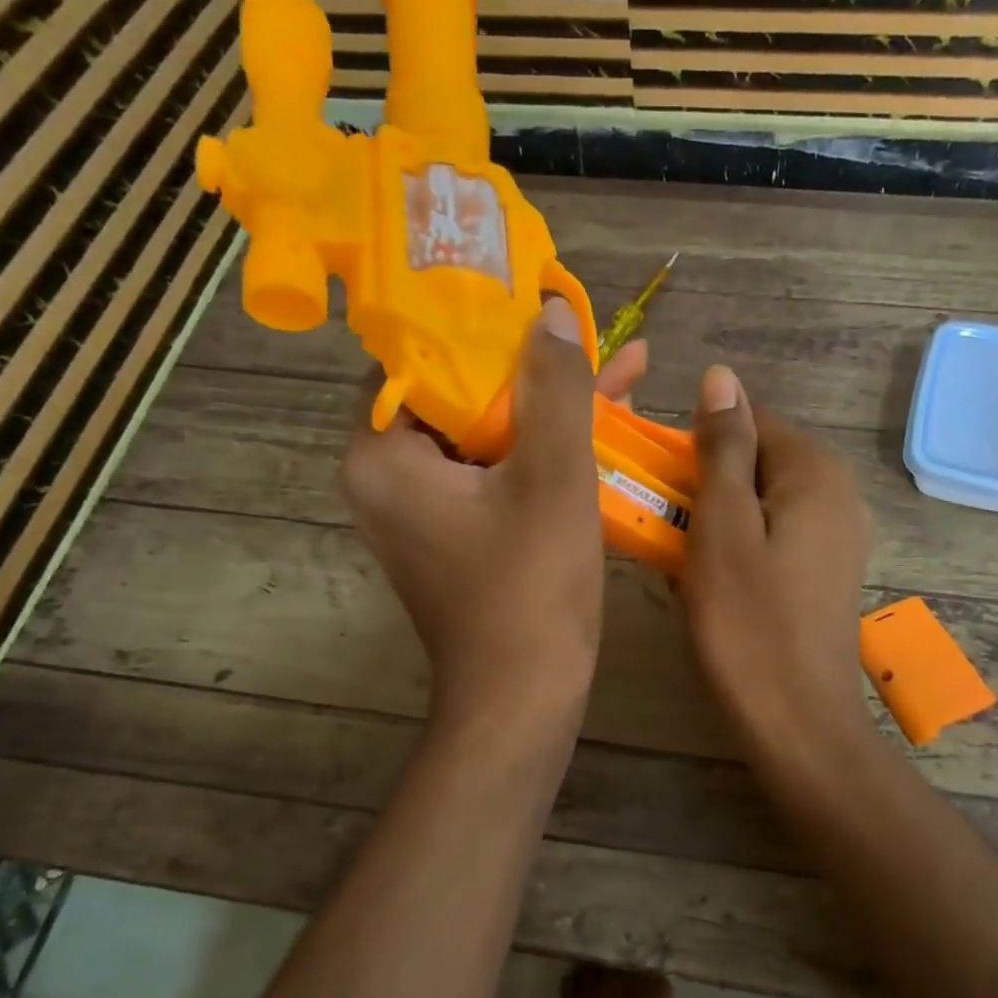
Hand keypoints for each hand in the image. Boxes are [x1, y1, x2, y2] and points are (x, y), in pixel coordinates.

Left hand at [344, 300, 639, 729]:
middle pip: (456, 394)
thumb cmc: (530, 588)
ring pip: (484, 433)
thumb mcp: (553, 476)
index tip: (530, 298)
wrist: (524, 698)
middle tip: (581, 330)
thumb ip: (555, 386)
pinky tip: (602, 425)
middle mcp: (387, 477)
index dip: (477, 324)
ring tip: (615, 367)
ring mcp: (421, 510)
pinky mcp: (455, 533)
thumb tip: (551, 310)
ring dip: (545, 407)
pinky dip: (540, 451)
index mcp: (383, 455)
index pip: (418, 356)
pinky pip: (495, 472)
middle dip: (527, 366)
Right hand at [680, 367, 874, 751]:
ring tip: (680, 559)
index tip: (658, 484)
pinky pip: (773, 538)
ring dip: (716, 521)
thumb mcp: (722, 526)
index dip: (696, 446)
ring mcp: (838, 536)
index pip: (748, 422)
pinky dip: (738, 549)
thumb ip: (723, 448)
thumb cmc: (748, 621)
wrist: (796, 719)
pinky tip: (713, 585)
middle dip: (705, 487)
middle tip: (663, 527)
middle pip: (757, 463)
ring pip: (761, 504)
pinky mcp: (827, 573)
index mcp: (816, 472)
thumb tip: (721, 377)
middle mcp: (839, 494)